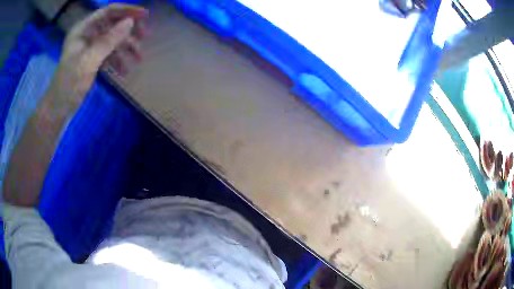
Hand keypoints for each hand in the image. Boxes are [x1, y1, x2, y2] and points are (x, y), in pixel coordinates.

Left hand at [58, 4, 147, 97]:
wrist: (58, 109)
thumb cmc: (69, 84)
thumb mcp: (88, 61)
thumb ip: (108, 41)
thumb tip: (130, 22)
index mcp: (83, 29)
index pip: (108, 12)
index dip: (127, 11)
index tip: (145, 15)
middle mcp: (88, 35)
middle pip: (113, 25)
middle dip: (128, 31)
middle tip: (144, 37)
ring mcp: (90, 47)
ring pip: (112, 41)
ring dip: (126, 48)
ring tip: (138, 59)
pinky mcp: (92, 60)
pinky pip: (108, 55)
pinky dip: (117, 61)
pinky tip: (124, 71)